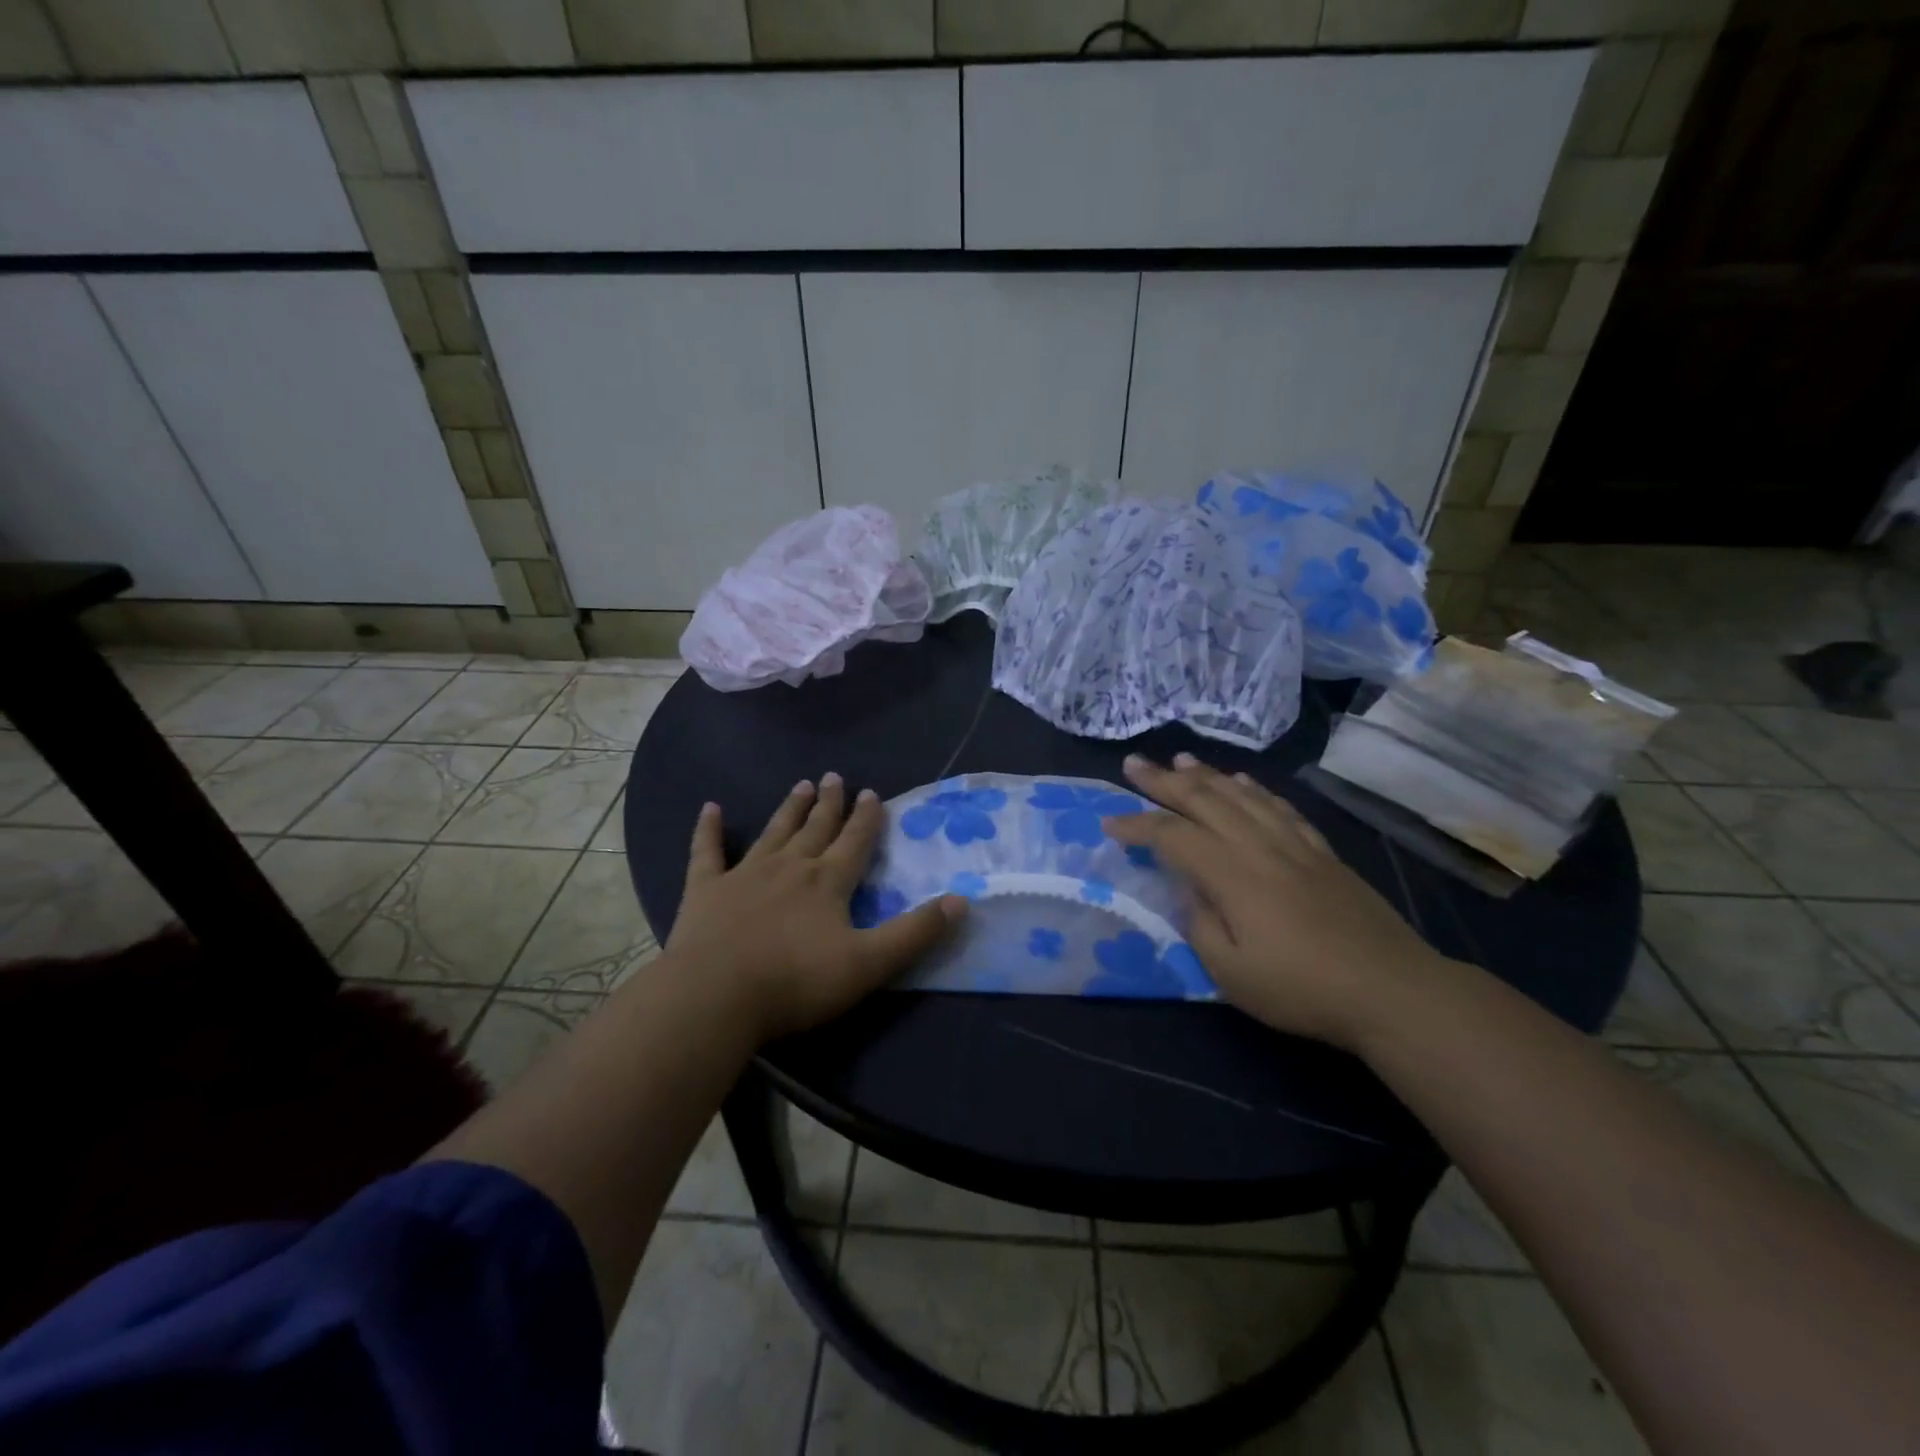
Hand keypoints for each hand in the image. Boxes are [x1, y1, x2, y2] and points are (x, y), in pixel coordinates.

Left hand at [666, 775, 964, 1042]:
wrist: (715, 996)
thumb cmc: (796, 982)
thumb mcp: (869, 964)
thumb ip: (915, 932)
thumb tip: (962, 900)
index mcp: (828, 882)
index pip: (855, 842)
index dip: (867, 818)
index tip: (872, 793)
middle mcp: (790, 867)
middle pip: (815, 828)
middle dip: (829, 803)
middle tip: (834, 777)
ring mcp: (745, 875)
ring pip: (773, 832)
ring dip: (789, 809)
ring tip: (800, 785)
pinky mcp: (705, 890)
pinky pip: (707, 852)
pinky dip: (708, 830)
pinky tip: (709, 808)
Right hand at [1103, 754, 1449, 1051]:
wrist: (1392, 990)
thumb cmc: (1303, 988)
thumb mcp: (1231, 973)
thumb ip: (1199, 924)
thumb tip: (1188, 890)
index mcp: (1232, 874)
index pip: (1172, 836)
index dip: (1137, 826)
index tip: (1109, 824)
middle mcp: (1259, 846)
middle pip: (1204, 801)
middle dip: (1163, 781)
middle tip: (1134, 763)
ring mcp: (1295, 844)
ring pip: (1242, 795)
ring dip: (1206, 775)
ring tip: (1179, 760)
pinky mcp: (1322, 852)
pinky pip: (1280, 807)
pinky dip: (1255, 789)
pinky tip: (1244, 782)